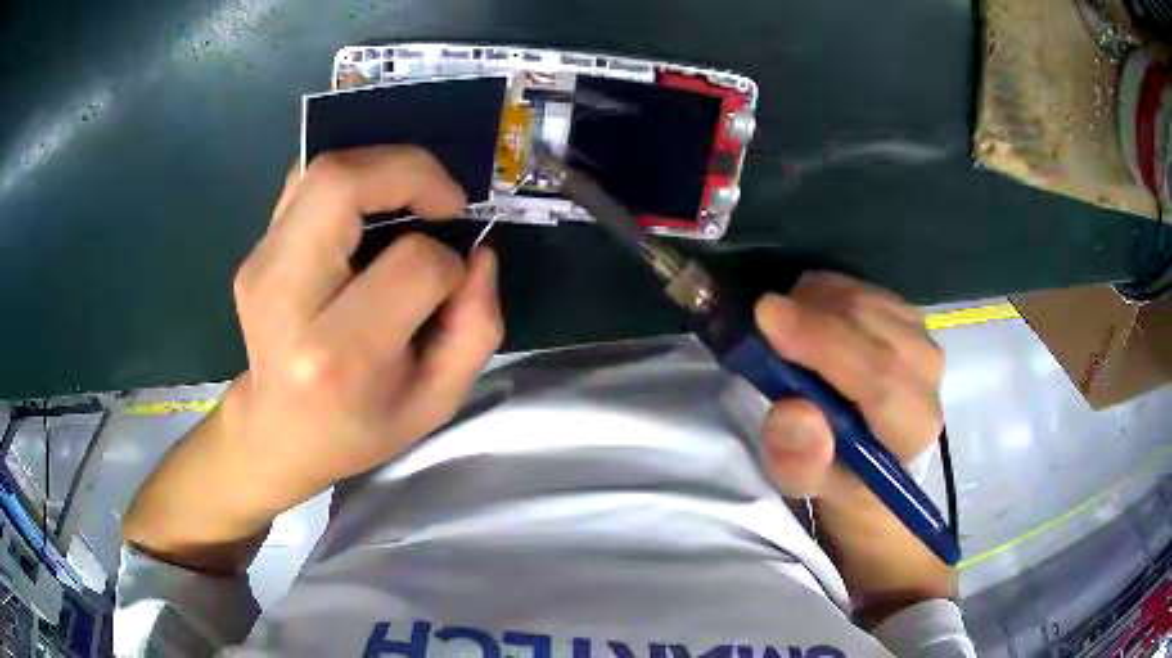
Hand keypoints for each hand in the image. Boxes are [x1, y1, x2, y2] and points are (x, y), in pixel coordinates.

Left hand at [125, 146, 502, 571]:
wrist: (276, 432)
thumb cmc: (357, 427)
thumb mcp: (435, 402)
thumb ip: (476, 328)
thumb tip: (479, 253)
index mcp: (337, 353)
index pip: (412, 266)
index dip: (448, 263)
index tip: (452, 282)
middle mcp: (287, 297)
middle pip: (341, 183)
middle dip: (411, 171)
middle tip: (444, 200)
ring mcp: (261, 267)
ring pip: (322, 170)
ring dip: (382, 168)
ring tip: (412, 198)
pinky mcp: (255, 251)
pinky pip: (306, 183)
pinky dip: (351, 179)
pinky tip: (371, 209)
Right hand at [753, 272, 953, 619]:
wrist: (870, 457)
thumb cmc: (838, 474)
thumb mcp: (808, 485)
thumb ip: (801, 459)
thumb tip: (792, 412)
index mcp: (913, 427)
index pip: (880, 377)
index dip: (825, 343)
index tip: (768, 318)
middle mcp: (928, 377)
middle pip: (875, 327)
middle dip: (813, 314)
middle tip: (762, 318)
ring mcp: (922, 338)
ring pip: (867, 299)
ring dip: (816, 303)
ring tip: (784, 328)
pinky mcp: (907, 317)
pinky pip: (863, 288)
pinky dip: (827, 293)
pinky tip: (809, 317)